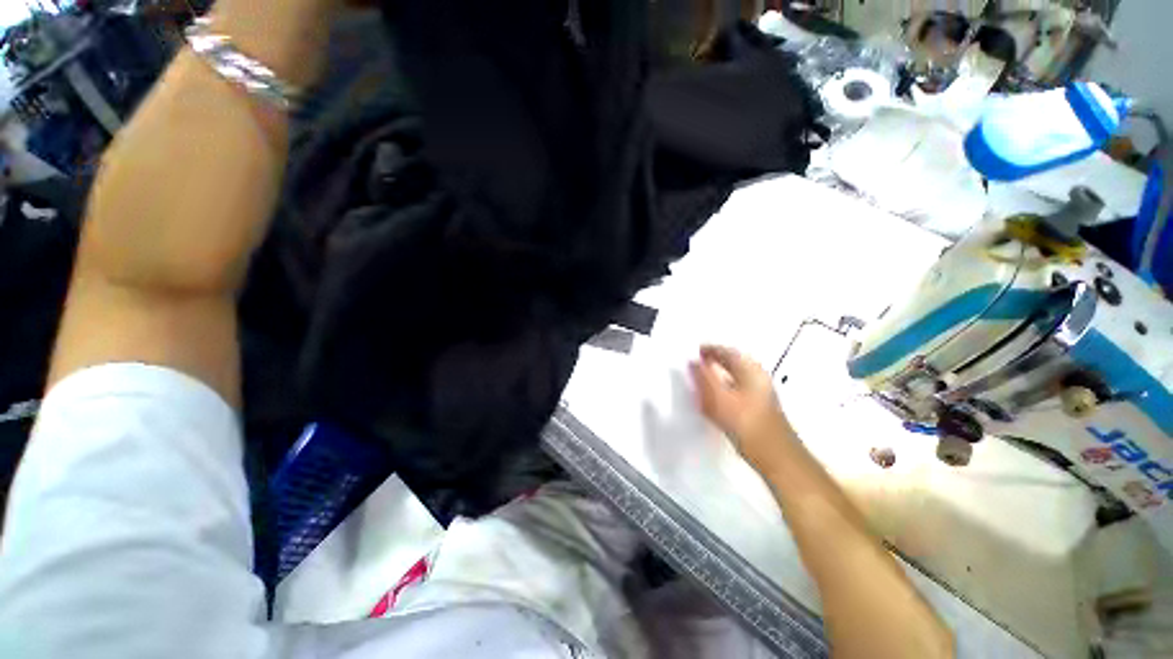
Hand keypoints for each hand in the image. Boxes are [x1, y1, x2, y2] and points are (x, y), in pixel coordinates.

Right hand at [689, 345, 795, 472]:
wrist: (775, 456)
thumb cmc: (745, 423)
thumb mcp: (718, 398)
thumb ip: (703, 377)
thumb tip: (692, 362)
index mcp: (750, 369)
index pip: (726, 351)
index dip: (709, 349)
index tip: (693, 351)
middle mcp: (758, 376)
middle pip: (732, 362)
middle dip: (714, 360)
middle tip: (695, 362)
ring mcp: (761, 392)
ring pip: (735, 375)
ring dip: (718, 373)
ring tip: (701, 377)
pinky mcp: (759, 407)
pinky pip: (737, 388)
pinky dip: (724, 386)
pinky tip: (715, 396)